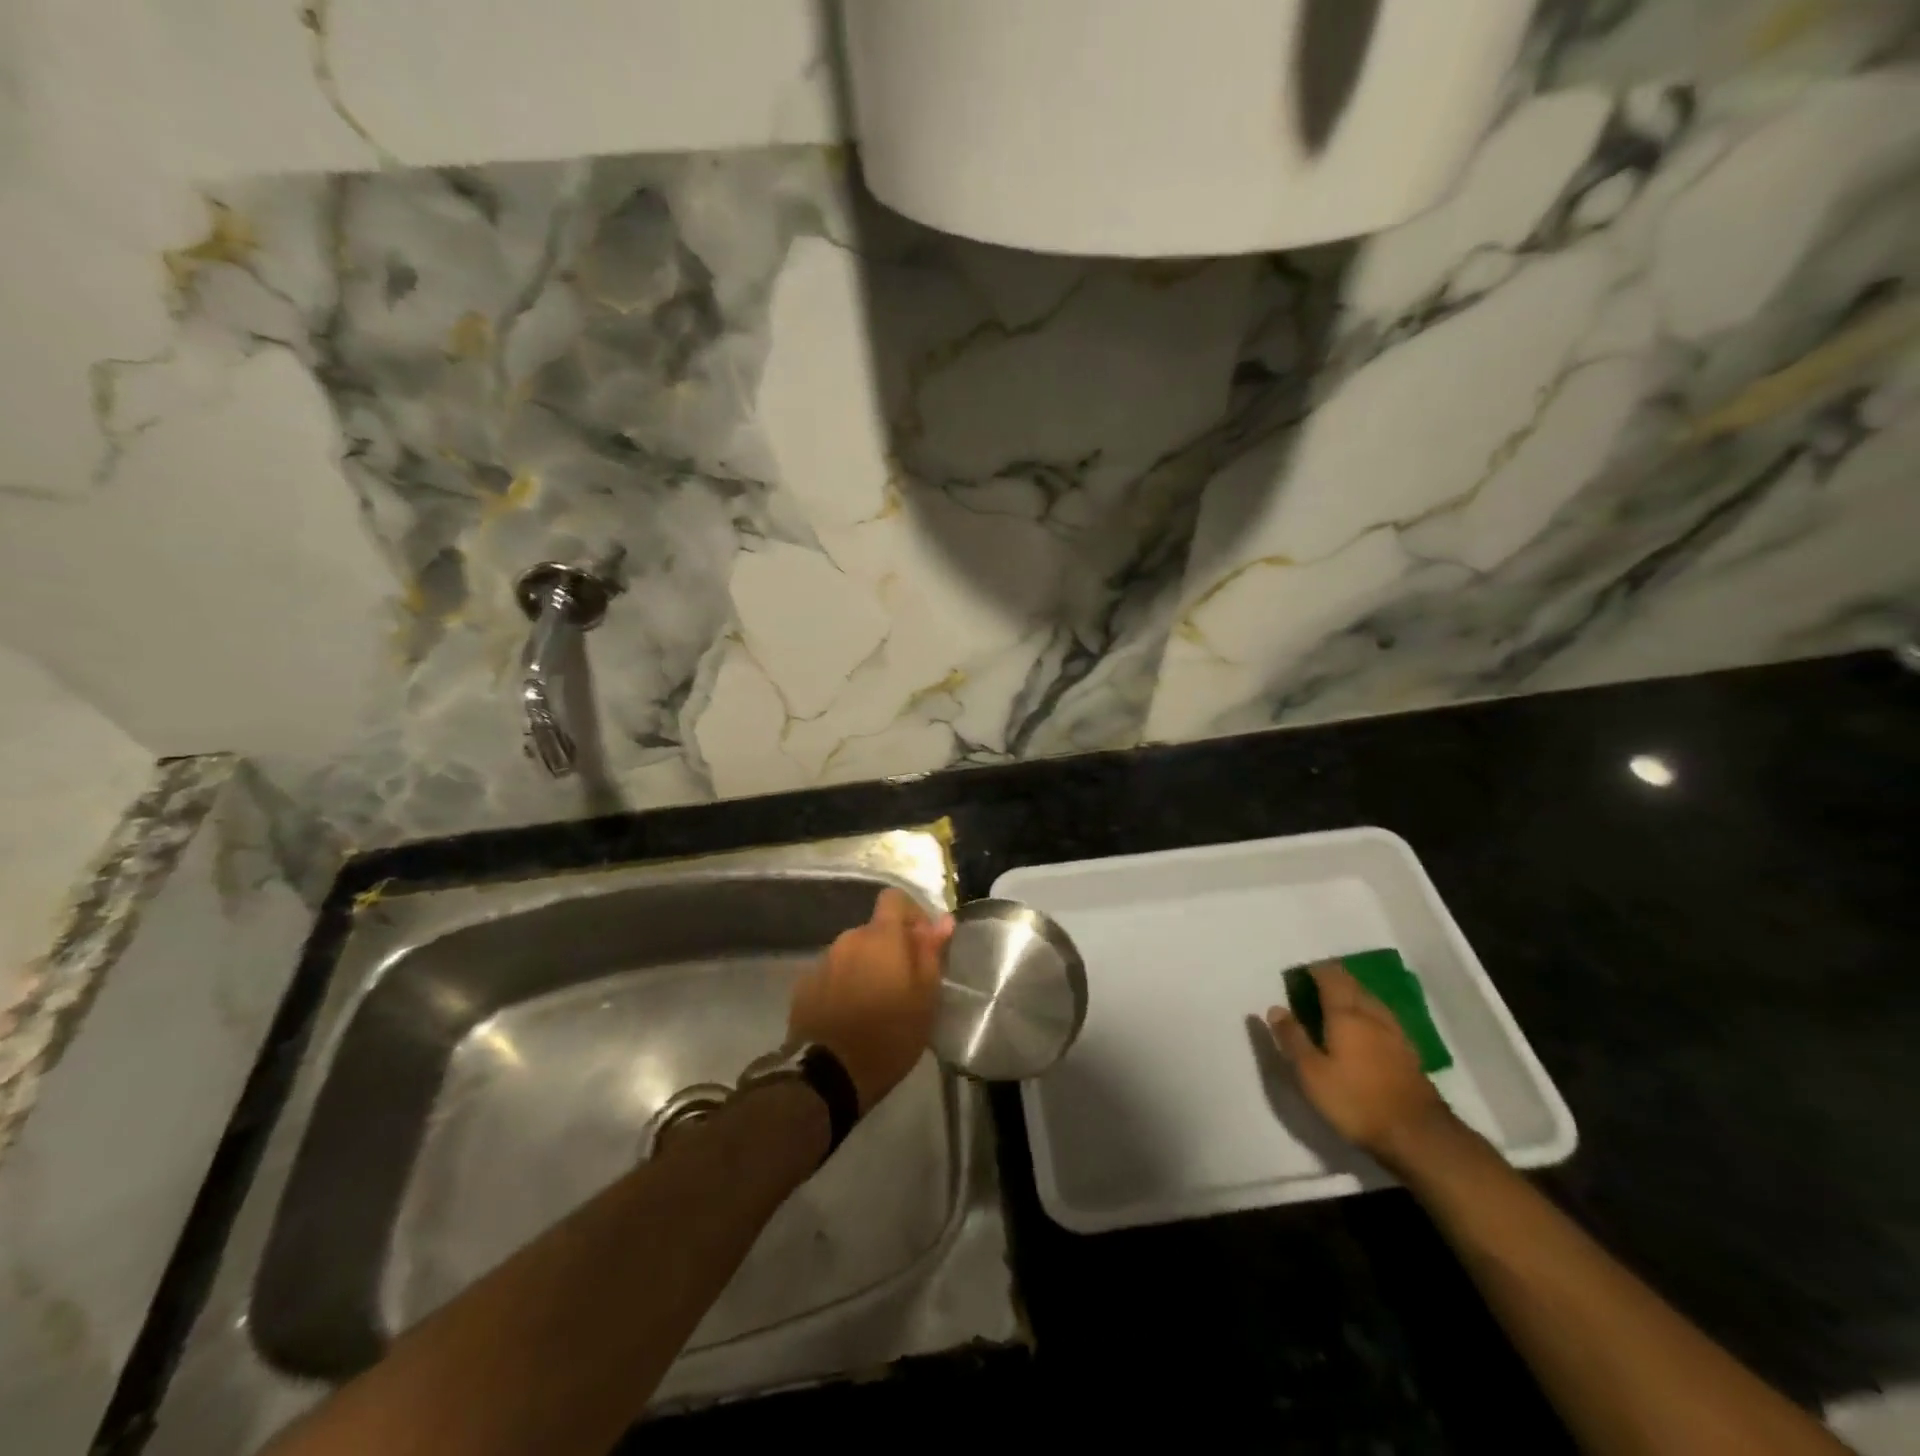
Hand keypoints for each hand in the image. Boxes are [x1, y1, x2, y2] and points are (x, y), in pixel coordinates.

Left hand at [789, 889, 951, 1114]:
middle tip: (904, 985)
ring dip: (867, 968)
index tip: (923, 943)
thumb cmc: (889, 1036)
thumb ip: (932, 953)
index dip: (912, 914)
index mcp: (881, 937)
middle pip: (874, 930)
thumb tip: (942, 920)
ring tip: (876, 1004)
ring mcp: (822, 962)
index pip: (894, 898)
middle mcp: (848, 939)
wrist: (828, 1076)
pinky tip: (851, 1016)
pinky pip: (833, 974)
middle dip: (891, 948)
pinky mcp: (804, 986)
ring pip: (853, 953)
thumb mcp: (925, 999)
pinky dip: (845, 985)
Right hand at [1266, 960, 1454, 1163]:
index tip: (1298, 975)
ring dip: (1351, 995)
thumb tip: (1275, 1008)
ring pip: (1370, 1000)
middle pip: (1352, 984)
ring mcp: (1395, 1033)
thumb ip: (1292, 1038)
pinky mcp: (1409, 1052)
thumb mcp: (1311, 1073)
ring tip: (1335, 1005)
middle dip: (1333, 979)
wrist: (1419, 1136)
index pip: (1330, 976)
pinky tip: (1363, 1030)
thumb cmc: (1356, 1100)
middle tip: (1312, 988)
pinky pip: (1382, 1018)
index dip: (1314, 970)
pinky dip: (1367, 1014)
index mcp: (1346, 1014)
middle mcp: (1372, 1014)